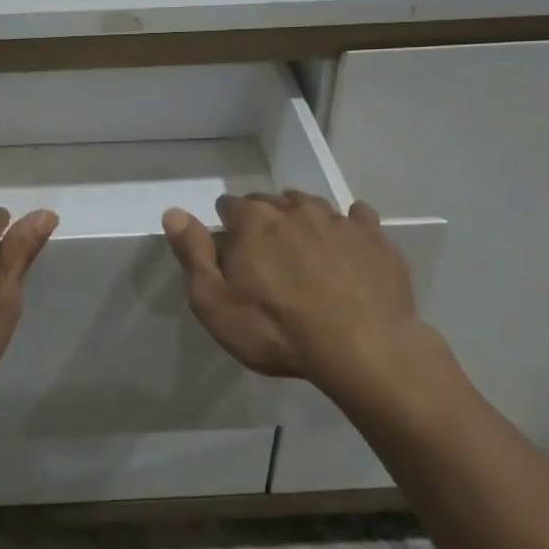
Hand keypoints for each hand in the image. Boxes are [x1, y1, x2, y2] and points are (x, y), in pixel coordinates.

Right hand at [162, 191, 452, 398]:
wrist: (362, 348)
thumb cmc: (276, 330)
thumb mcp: (215, 303)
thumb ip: (193, 255)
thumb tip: (173, 213)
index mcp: (254, 221)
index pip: (230, 204)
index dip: (226, 224)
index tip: (229, 246)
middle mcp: (295, 209)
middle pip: (271, 201)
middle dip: (263, 219)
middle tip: (265, 252)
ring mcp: (339, 220)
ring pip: (312, 206)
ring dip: (302, 219)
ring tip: (302, 246)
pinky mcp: (375, 238)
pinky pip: (358, 217)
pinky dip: (349, 225)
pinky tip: (349, 243)